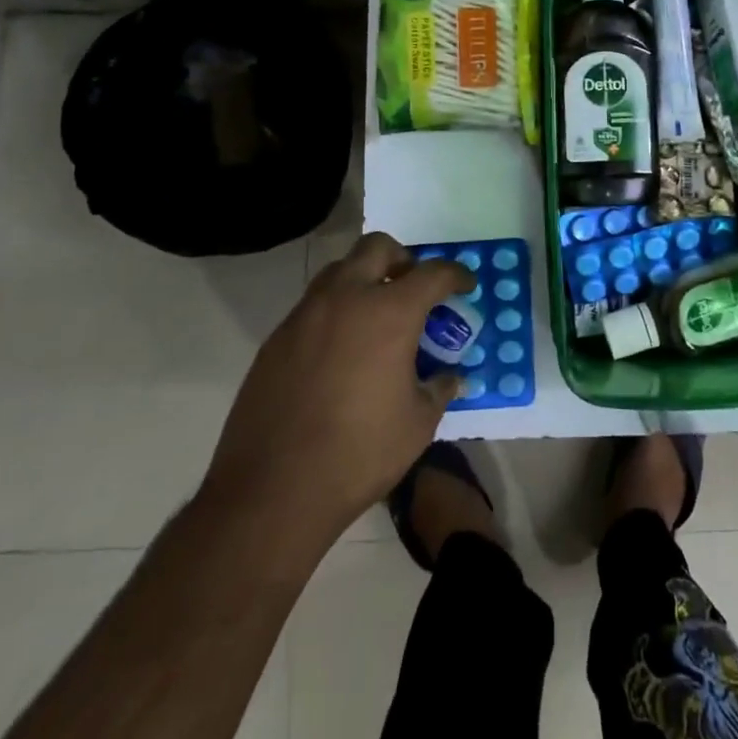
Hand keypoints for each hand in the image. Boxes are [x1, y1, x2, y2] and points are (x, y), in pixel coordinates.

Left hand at [200, 233, 471, 548]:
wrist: (272, 491)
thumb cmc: (359, 454)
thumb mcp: (417, 424)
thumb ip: (438, 389)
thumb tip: (450, 377)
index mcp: (389, 313)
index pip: (433, 273)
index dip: (456, 274)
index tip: (466, 285)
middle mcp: (346, 298)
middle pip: (378, 247)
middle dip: (403, 259)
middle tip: (414, 287)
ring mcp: (305, 315)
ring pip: (339, 270)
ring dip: (364, 279)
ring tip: (376, 316)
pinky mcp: (276, 338)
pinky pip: (313, 306)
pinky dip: (335, 311)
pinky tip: (341, 350)